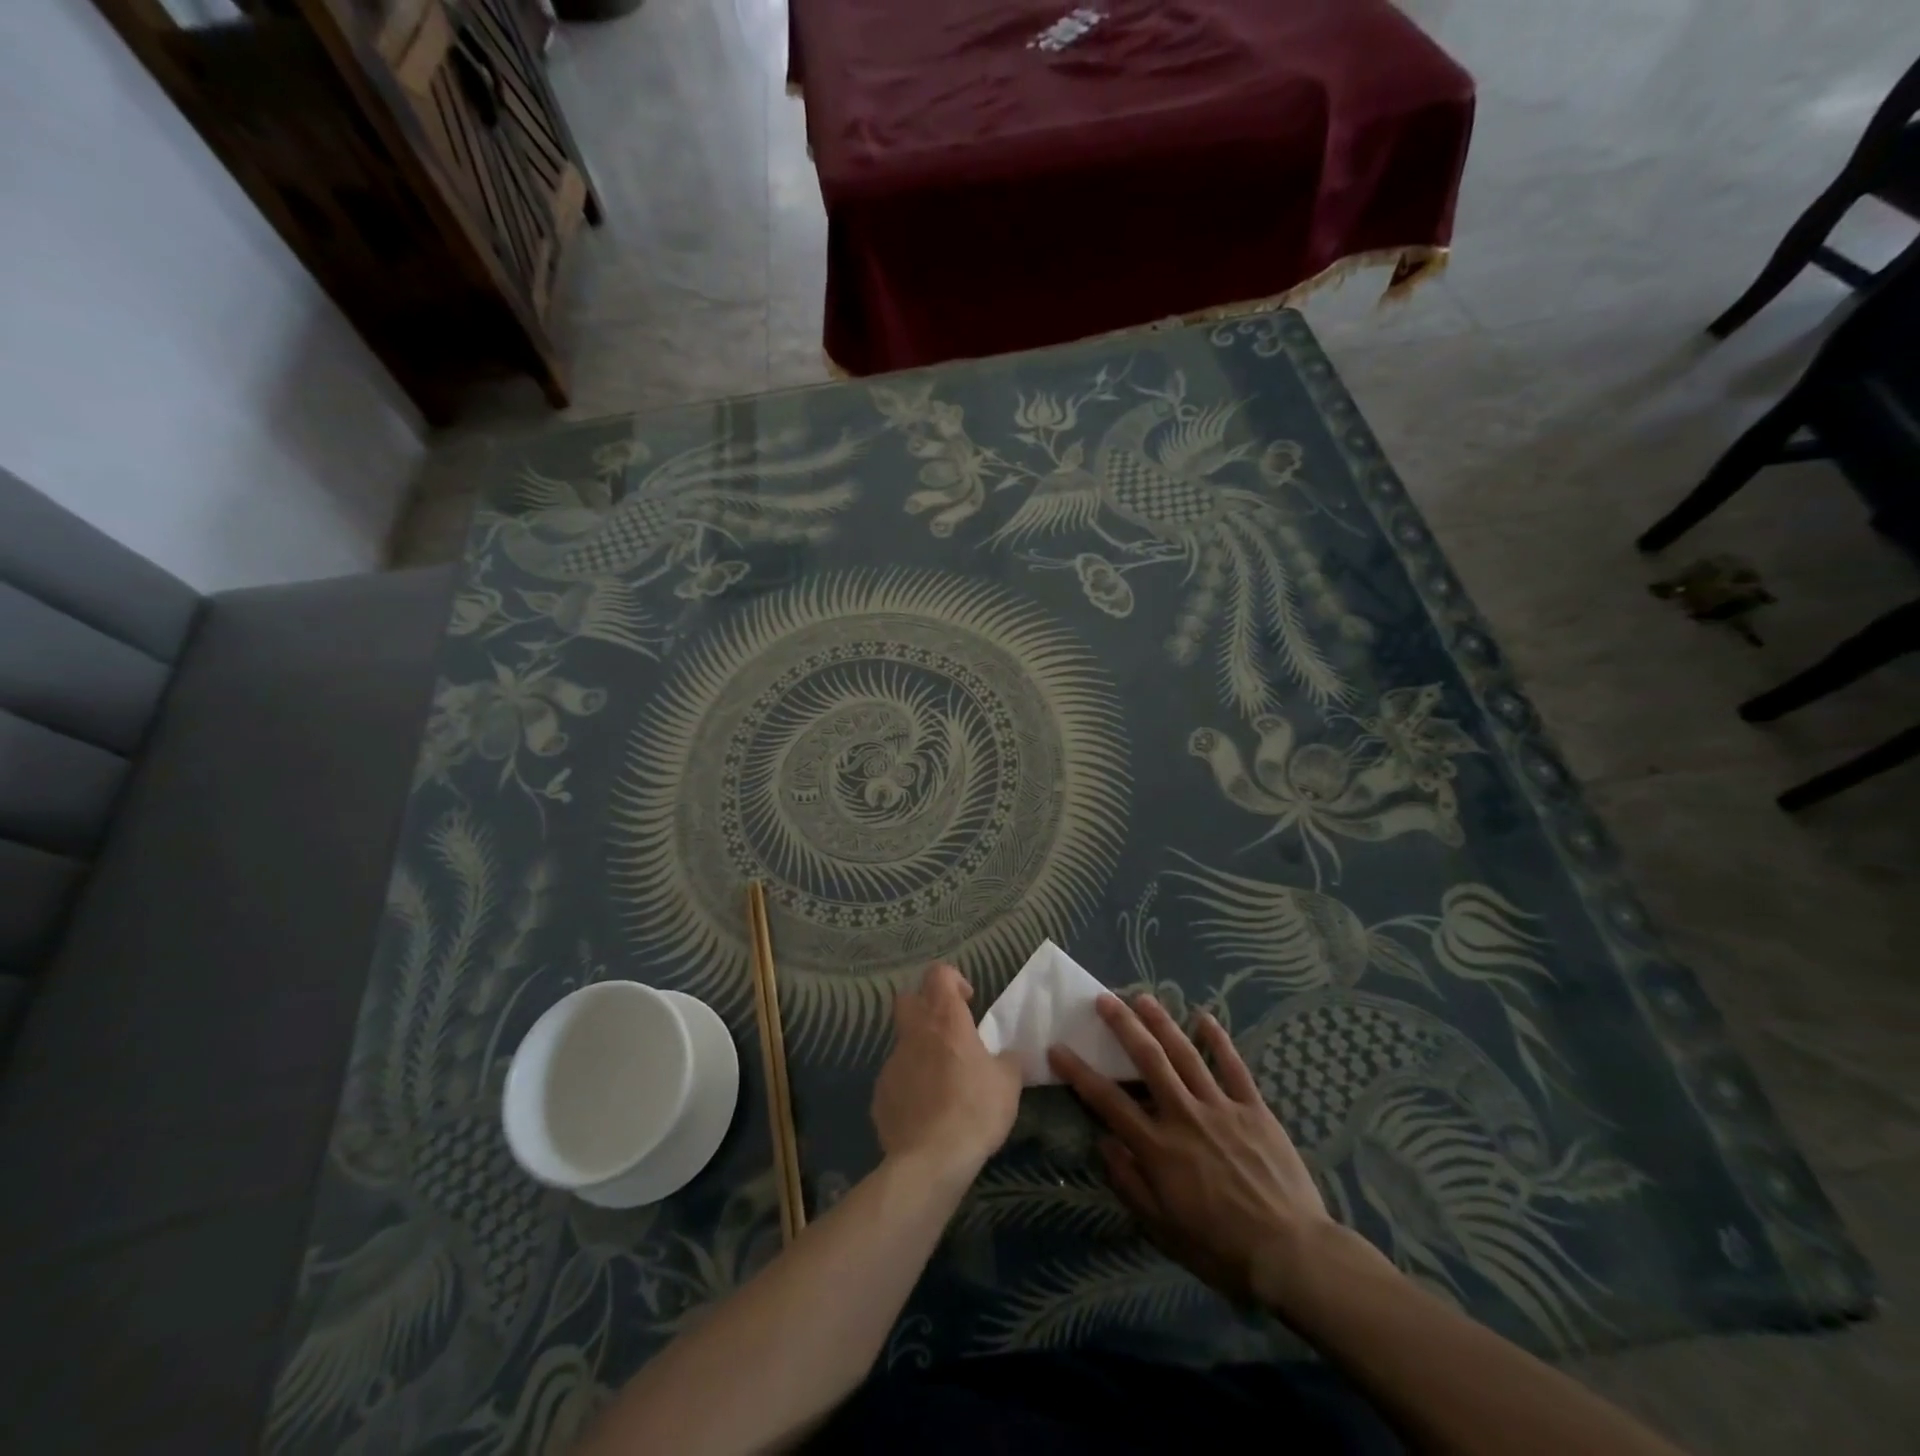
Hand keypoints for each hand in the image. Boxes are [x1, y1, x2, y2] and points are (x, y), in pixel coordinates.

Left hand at [871, 964, 1021, 1180]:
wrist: (930, 1159)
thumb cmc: (975, 1110)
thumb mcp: (1008, 1083)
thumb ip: (1007, 1061)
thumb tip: (1006, 1056)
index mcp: (945, 1020)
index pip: (939, 974)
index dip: (953, 980)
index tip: (968, 1001)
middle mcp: (914, 1033)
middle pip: (908, 999)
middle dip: (926, 1007)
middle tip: (949, 1032)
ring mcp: (892, 1063)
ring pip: (903, 1043)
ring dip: (920, 1052)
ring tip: (942, 1083)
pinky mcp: (880, 1094)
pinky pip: (896, 1079)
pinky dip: (910, 1086)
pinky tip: (926, 1112)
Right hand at [1049, 993, 1338, 1313]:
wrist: (1291, 1254)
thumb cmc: (1221, 1248)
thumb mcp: (1163, 1228)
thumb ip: (1129, 1183)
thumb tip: (1103, 1142)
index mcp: (1158, 1147)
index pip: (1108, 1101)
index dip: (1079, 1072)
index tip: (1058, 1048)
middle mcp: (1184, 1116)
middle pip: (1148, 1060)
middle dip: (1123, 1026)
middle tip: (1104, 999)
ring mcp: (1221, 1107)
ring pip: (1186, 1054)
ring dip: (1162, 1022)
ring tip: (1143, 997)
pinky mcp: (1254, 1109)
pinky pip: (1234, 1066)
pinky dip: (1219, 1040)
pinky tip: (1205, 1016)